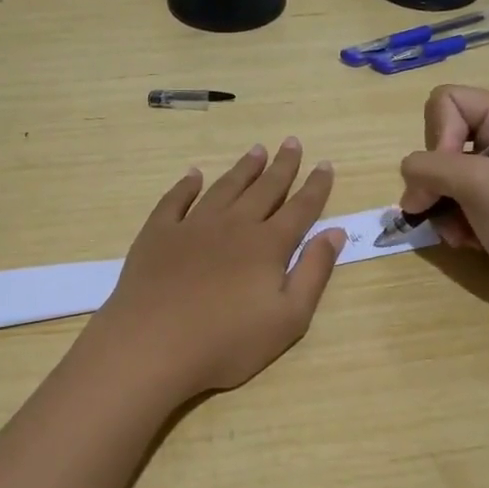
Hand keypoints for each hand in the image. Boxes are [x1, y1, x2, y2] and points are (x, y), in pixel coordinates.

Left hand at [94, 138, 344, 402]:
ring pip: (224, 188)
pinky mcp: (158, 235)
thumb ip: (314, 272)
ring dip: (243, 169)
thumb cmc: (228, 343)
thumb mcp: (289, 319)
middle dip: (282, 167)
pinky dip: (186, 185)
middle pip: (264, 190)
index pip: (300, 209)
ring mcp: (192, 226)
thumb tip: (335, 232)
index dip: (315, 187)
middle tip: (292, 142)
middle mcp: (233, 226)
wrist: (153, 345)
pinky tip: (193, 175)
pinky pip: (175, 200)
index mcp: (267, 246)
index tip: (324, 164)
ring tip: (256, 150)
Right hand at [398, 84, 488, 314]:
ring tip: (458, 231)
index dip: (438, 135)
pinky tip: (467, 240)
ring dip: (441, 205)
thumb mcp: (477, 185)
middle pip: (440, 137)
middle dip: (436, 178)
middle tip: (439, 207)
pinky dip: (452, 220)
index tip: (451, 175)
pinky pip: (453, 198)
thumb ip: (429, 168)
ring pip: (440, 173)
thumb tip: (408, 180)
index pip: (447, 101)